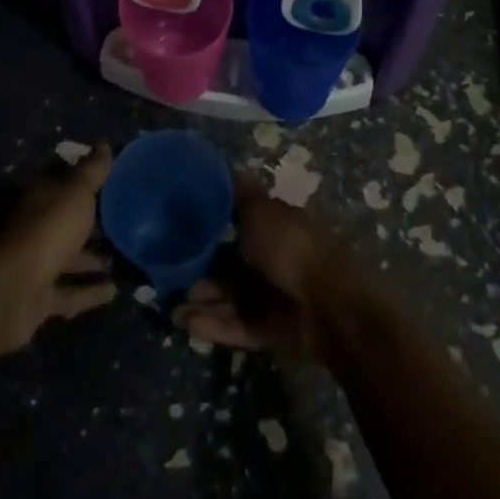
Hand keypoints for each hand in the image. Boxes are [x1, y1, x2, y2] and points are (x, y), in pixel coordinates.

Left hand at [0, 144, 117, 353]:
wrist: (14, 290)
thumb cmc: (48, 228)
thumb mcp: (76, 191)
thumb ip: (92, 171)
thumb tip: (104, 144)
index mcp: (38, 198)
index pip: (60, 181)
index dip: (81, 178)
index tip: (106, 178)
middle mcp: (33, 228)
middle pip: (63, 222)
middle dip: (86, 223)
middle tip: (118, 221)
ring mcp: (34, 265)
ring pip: (66, 258)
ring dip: (90, 260)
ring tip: (120, 259)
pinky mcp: (38, 299)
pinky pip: (69, 292)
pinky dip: (89, 291)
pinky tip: (114, 291)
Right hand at [173, 179, 358, 361]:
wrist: (329, 305)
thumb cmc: (291, 247)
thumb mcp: (260, 211)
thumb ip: (238, 196)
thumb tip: (222, 169)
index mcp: (273, 225)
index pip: (238, 221)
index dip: (210, 224)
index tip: (179, 226)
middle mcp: (272, 258)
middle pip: (230, 263)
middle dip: (201, 269)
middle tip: (169, 273)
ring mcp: (272, 296)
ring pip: (230, 296)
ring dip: (202, 300)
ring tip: (171, 306)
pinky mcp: (270, 330)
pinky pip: (236, 324)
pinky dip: (213, 323)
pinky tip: (185, 322)